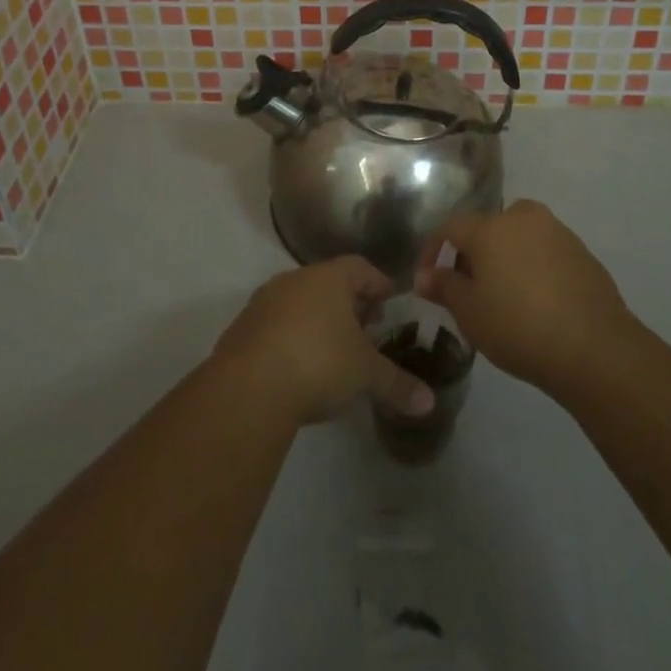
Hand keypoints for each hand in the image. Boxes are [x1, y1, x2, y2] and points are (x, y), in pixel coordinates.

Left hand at [212, 257, 435, 426]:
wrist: (248, 388)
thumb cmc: (318, 362)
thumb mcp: (365, 375)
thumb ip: (397, 384)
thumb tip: (429, 402)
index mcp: (328, 278)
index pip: (360, 268)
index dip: (378, 283)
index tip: (390, 301)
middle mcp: (295, 280)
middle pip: (328, 284)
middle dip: (349, 304)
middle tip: (367, 328)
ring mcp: (264, 303)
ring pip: (300, 303)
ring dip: (318, 321)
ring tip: (334, 350)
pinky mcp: (242, 330)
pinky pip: (276, 326)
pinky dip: (292, 338)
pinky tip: (300, 367)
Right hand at [415, 200, 634, 396]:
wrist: (594, 347)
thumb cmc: (518, 327)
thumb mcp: (469, 313)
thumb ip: (444, 287)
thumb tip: (425, 276)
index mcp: (490, 226)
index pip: (449, 227)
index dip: (432, 250)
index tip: (426, 278)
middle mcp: (522, 217)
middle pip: (486, 228)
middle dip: (471, 254)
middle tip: (466, 289)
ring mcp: (556, 231)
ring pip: (517, 237)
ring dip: (503, 258)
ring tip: (501, 296)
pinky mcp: (581, 251)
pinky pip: (543, 252)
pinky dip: (531, 267)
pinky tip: (534, 301)